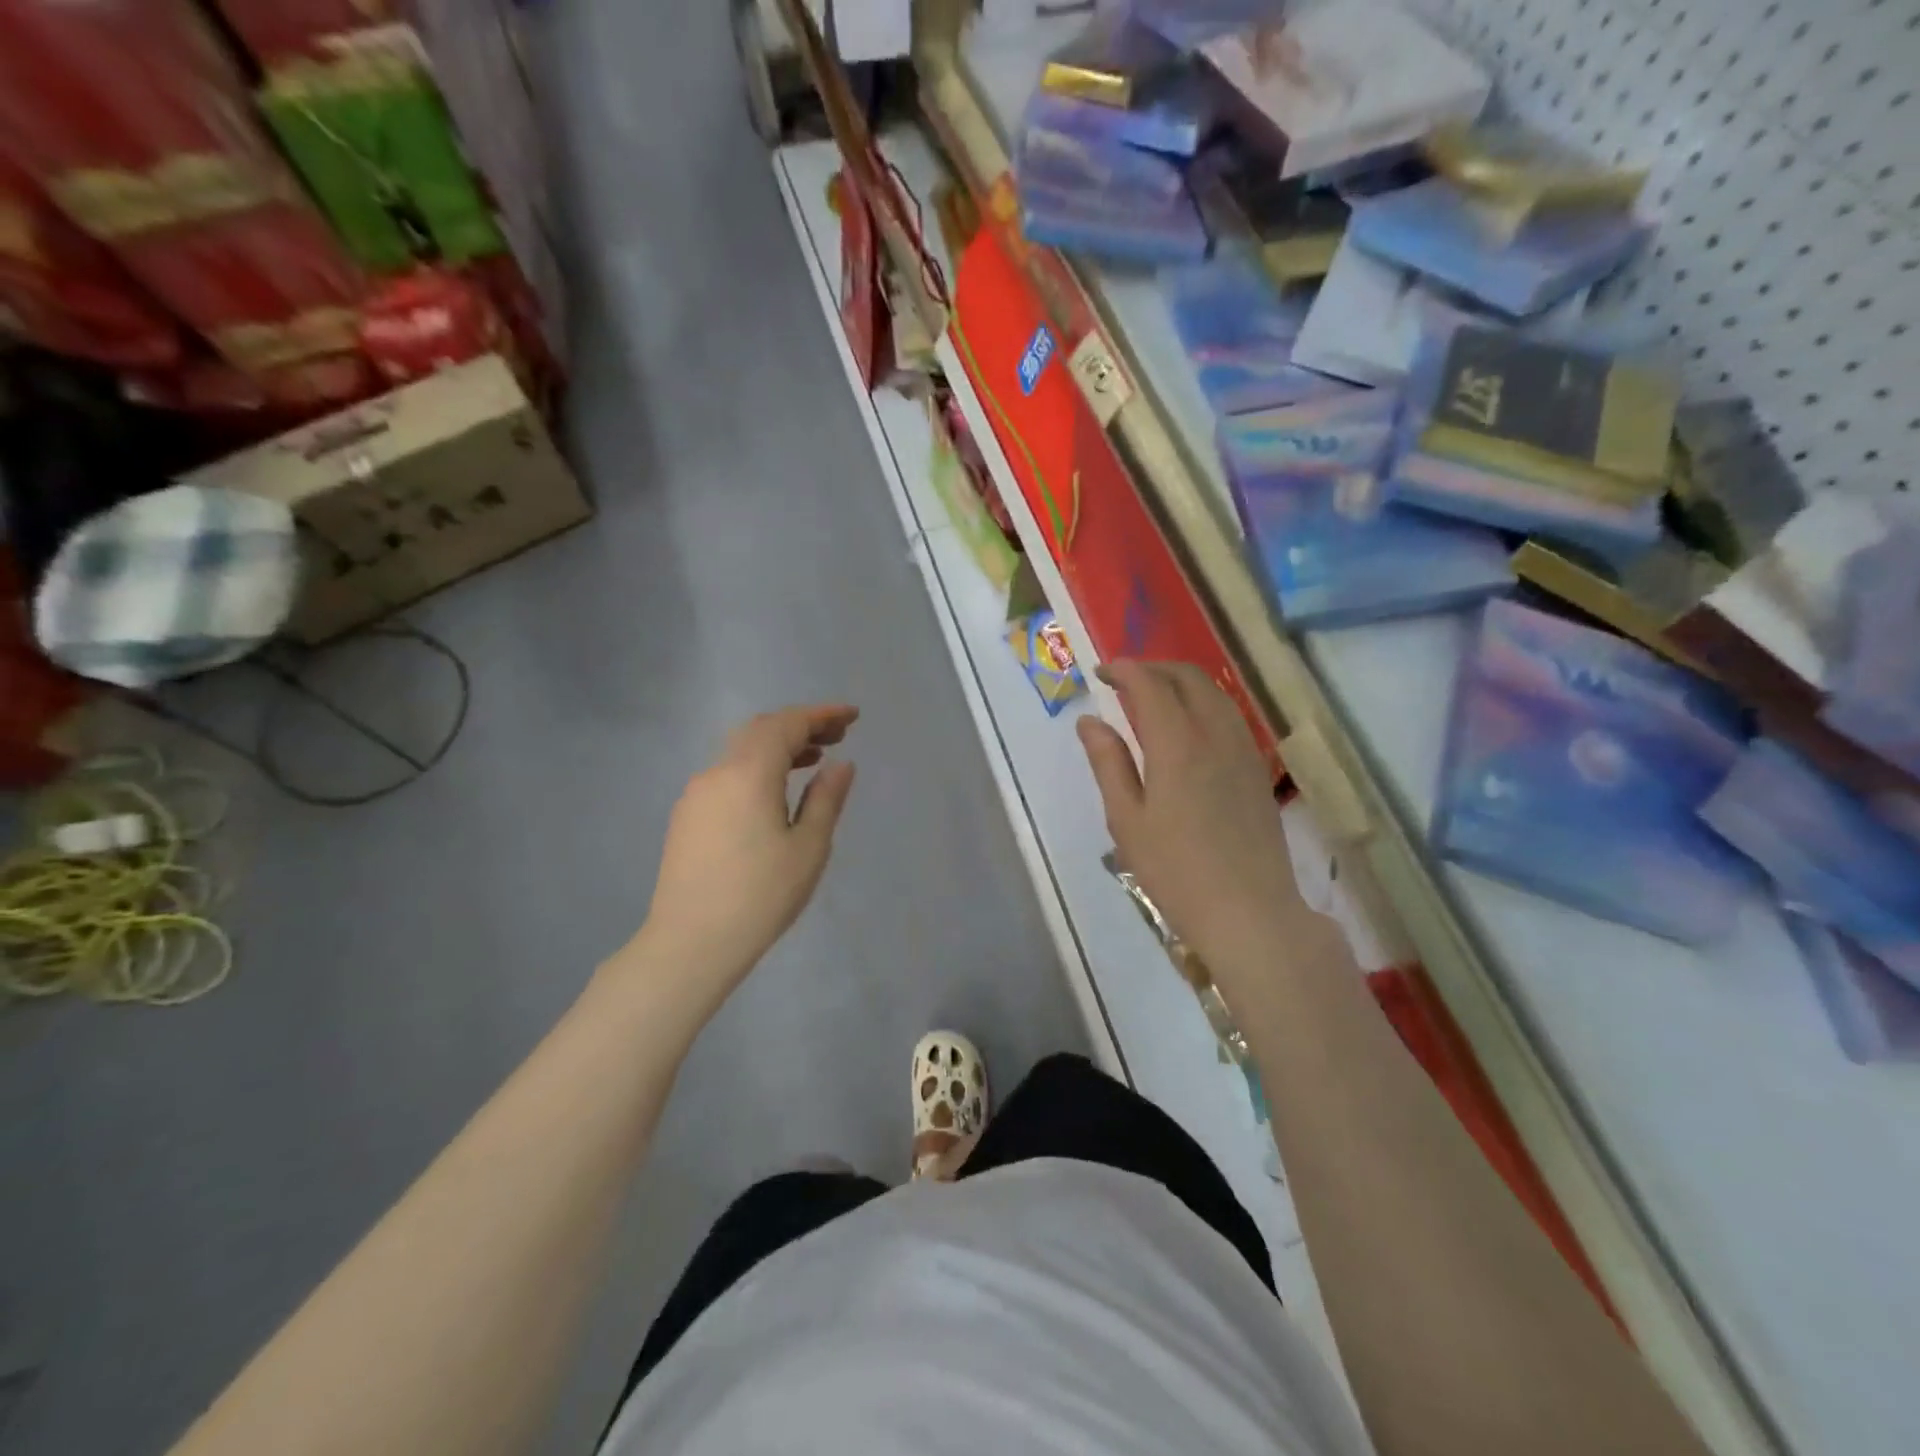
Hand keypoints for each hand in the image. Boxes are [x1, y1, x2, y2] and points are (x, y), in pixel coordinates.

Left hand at [635, 705, 857, 1001]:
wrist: (690, 943)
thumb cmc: (760, 897)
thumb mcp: (808, 848)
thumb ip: (826, 799)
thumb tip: (841, 764)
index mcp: (749, 774)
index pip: (788, 725)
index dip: (822, 715)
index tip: (853, 716)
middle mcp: (717, 772)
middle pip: (761, 730)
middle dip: (800, 726)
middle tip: (837, 736)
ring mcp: (696, 794)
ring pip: (741, 751)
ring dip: (778, 747)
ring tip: (813, 760)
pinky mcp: (687, 817)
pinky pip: (727, 774)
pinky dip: (757, 768)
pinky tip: (775, 793)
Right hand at [1077, 661, 1301, 985]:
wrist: (1249, 911)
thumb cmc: (1175, 870)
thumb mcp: (1127, 820)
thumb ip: (1108, 763)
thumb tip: (1090, 720)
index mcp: (1177, 744)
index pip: (1150, 685)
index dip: (1124, 670)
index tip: (1101, 673)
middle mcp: (1215, 735)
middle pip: (1188, 678)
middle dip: (1154, 668)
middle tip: (1124, 681)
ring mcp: (1243, 750)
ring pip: (1214, 693)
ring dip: (1181, 682)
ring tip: (1153, 697)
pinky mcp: (1257, 769)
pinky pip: (1229, 715)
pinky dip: (1203, 703)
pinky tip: (1187, 726)